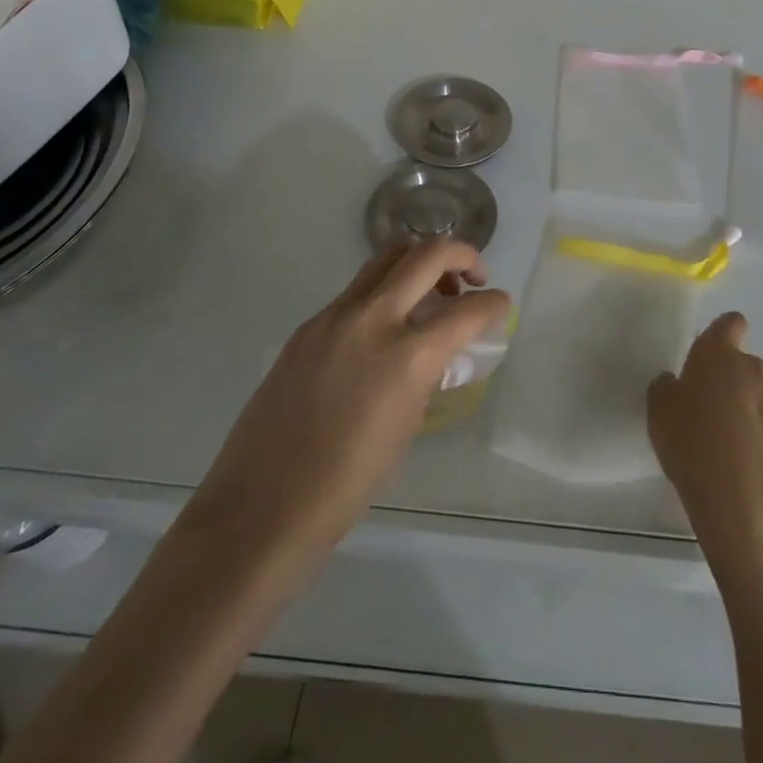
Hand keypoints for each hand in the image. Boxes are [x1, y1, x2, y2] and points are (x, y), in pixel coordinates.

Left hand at [188, 239, 510, 590]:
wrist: (261, 507)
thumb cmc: (346, 484)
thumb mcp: (406, 425)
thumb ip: (426, 372)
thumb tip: (437, 349)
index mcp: (407, 356)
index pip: (468, 310)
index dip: (494, 304)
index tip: (501, 305)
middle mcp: (374, 319)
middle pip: (428, 255)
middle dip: (463, 256)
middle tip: (473, 277)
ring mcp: (335, 316)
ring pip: (387, 257)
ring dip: (419, 262)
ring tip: (430, 291)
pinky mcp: (308, 325)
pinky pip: (356, 289)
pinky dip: (383, 291)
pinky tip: (383, 327)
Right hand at [648, 312, 762, 570]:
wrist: (742, 497)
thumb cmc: (691, 443)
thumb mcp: (659, 410)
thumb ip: (668, 386)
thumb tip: (678, 383)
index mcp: (717, 354)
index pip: (730, 323)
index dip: (726, 332)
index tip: (716, 353)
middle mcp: (753, 367)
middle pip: (746, 365)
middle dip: (734, 383)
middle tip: (715, 415)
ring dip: (755, 409)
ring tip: (739, 446)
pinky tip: (760, 462)